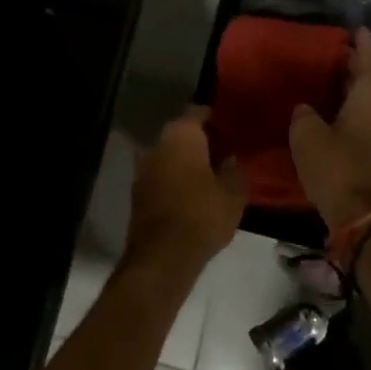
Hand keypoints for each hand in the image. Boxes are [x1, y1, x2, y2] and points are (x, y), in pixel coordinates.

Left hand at [125, 107, 245, 274]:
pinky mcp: (137, 193)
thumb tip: (230, 158)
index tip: (230, 128)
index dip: (215, 118)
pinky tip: (191, 193)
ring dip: (185, 161)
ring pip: (168, 155)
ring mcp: (142, 168)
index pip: (198, 112)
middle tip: (223, 152)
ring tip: (208, 174)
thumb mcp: (233, 193)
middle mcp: (157, 144)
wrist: (163, 257)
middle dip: (200, 141)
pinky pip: (160, 176)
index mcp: (181, 135)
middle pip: (181, 133)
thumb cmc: (202, 215)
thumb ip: (234, 170)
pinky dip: (174, 179)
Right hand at [289, 27, 370, 231]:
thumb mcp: (307, 136)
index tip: (357, 29)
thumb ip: (304, 115)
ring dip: (357, 90)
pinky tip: (336, 115)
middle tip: (338, 53)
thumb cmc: (338, 168)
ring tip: (334, 82)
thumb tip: (306, 109)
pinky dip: (355, 111)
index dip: (364, 44)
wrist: (366, 219)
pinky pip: (370, 121)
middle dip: (359, 65)